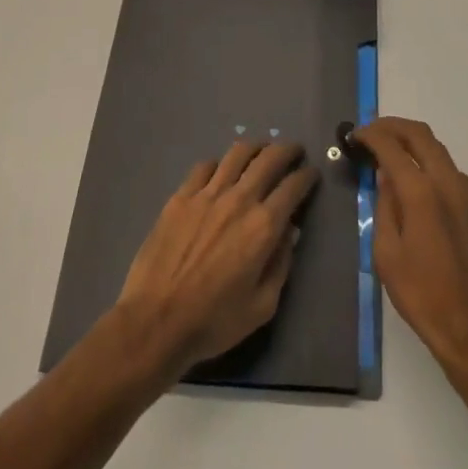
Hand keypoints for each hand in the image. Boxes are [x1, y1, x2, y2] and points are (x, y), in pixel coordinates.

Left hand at [114, 141, 317, 381]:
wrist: (156, 320)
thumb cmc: (214, 321)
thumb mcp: (262, 306)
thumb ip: (281, 265)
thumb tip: (290, 233)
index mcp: (263, 226)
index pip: (293, 187)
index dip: (306, 176)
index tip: (311, 174)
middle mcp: (239, 200)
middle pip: (269, 159)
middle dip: (287, 150)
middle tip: (294, 151)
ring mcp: (207, 194)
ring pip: (237, 154)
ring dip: (255, 148)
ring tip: (261, 151)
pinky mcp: (181, 196)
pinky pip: (205, 166)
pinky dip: (219, 164)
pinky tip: (220, 172)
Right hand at [353, 117, 467, 381]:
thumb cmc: (421, 295)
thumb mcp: (387, 253)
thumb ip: (384, 206)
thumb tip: (386, 176)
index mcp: (422, 192)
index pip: (392, 146)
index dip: (370, 135)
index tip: (354, 136)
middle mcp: (449, 183)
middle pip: (421, 135)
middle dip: (393, 127)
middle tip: (371, 132)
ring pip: (439, 151)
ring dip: (414, 144)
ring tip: (391, 155)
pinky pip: (451, 174)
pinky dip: (430, 165)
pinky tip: (417, 185)